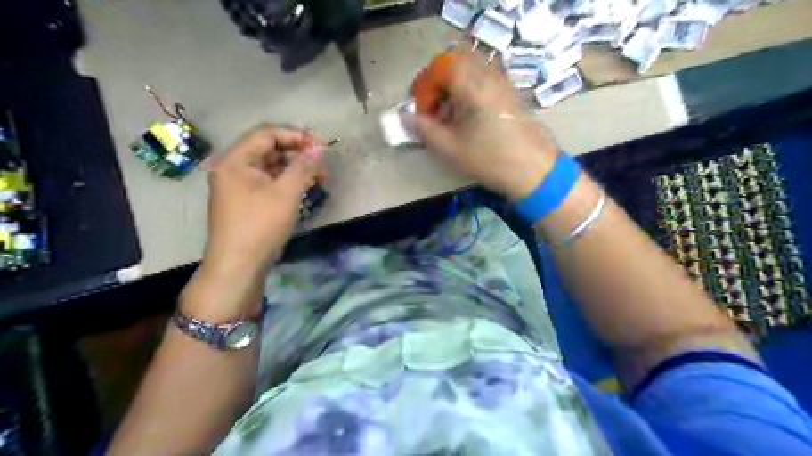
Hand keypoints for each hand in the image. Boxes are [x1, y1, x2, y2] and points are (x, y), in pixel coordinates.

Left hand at [200, 123, 323, 282]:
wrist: (238, 266)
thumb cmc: (260, 226)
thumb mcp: (286, 194)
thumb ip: (303, 167)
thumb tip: (319, 148)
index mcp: (235, 160)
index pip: (267, 134)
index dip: (295, 136)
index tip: (320, 148)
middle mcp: (233, 168)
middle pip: (268, 149)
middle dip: (297, 155)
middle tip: (321, 167)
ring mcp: (237, 186)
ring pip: (270, 167)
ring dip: (294, 169)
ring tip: (317, 179)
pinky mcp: (244, 201)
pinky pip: (267, 182)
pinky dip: (285, 182)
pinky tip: (302, 189)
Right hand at [410, 48, 561, 199]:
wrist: (534, 170)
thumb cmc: (490, 159)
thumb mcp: (450, 148)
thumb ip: (424, 129)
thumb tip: (404, 117)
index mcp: (472, 84)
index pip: (440, 67)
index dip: (424, 87)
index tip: (421, 112)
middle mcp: (488, 75)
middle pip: (455, 61)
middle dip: (437, 82)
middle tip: (431, 107)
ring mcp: (502, 82)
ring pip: (470, 69)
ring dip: (452, 86)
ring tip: (448, 116)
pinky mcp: (510, 93)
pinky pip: (483, 79)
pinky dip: (468, 91)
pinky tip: (467, 118)